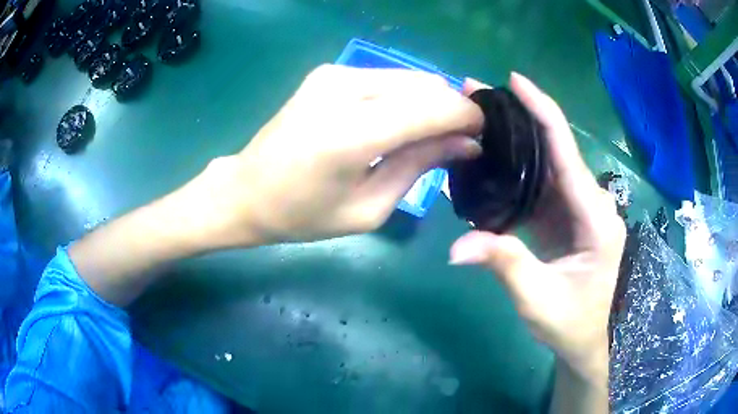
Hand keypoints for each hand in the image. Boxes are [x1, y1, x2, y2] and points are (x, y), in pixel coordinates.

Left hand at [190, 64, 483, 246]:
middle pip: (425, 85)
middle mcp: (344, 88)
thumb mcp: (369, 208)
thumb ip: (419, 166)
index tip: (483, 135)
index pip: (433, 107)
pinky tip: (403, 122)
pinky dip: (406, 97)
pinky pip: (386, 78)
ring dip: (431, 102)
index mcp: (352, 133)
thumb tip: (465, 143)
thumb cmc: (303, 215)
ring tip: (434, 134)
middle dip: (452, 109)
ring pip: (409, 77)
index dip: (467, 117)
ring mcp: (334, 73)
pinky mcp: (329, 72)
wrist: (247, 190)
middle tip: (460, 140)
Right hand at [449, 73, 625, 381]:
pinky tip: (492, 159)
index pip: (567, 153)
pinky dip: (516, 169)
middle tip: (477, 97)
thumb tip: (455, 248)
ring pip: (547, 164)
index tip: (514, 80)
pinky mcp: (565, 218)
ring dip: (515, 141)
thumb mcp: (538, 299)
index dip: (542, 111)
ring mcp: (578, 210)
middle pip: (556, 150)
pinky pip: (541, 185)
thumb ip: (505, 266)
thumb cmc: (570, 324)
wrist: (583, 341)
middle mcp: (591, 204)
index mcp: (596, 218)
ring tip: (479, 120)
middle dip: (520, 118)